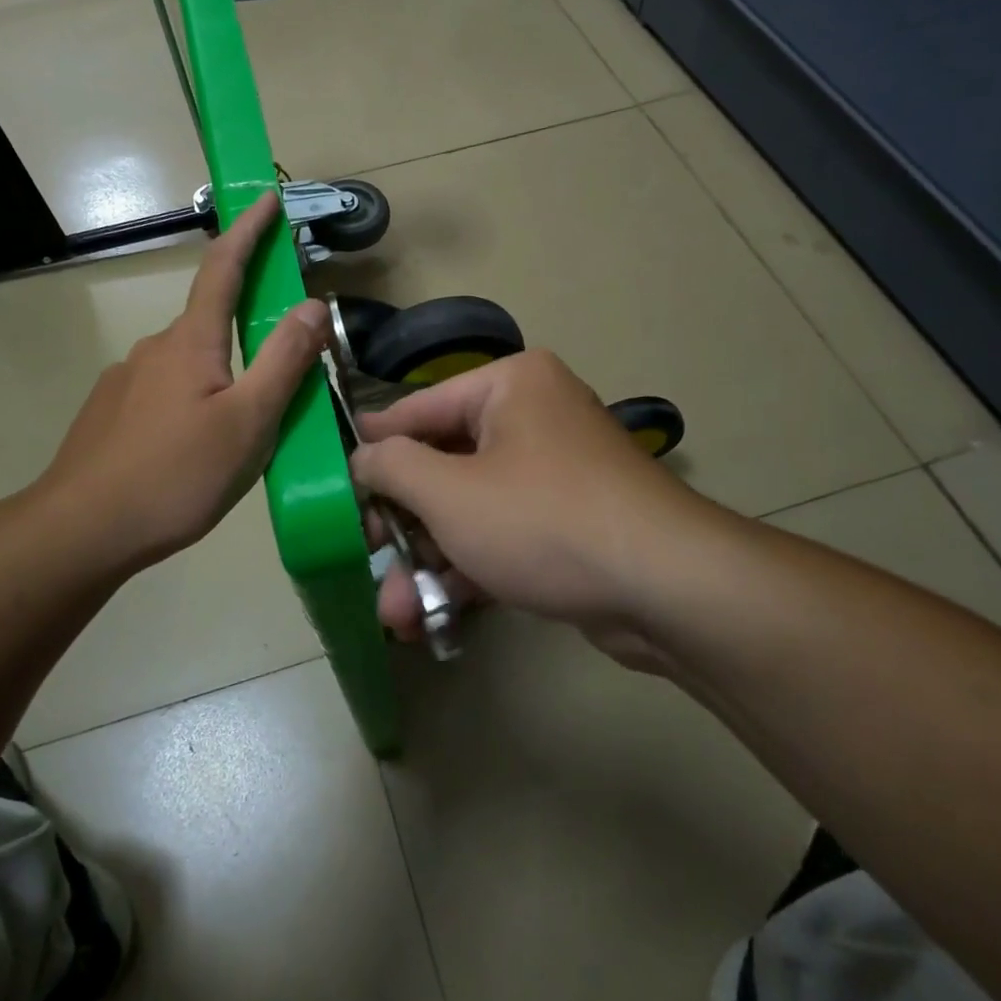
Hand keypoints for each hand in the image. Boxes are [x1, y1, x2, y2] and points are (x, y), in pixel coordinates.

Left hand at [33, 191, 329, 578]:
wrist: (81, 530)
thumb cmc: (176, 475)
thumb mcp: (249, 422)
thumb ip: (284, 361)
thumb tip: (313, 304)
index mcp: (191, 341)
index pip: (223, 267)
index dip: (249, 231)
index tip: (268, 199)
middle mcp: (155, 348)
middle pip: (210, 320)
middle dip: (248, 327)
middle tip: (283, 372)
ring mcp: (126, 381)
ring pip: (190, 364)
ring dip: (223, 375)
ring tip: (244, 430)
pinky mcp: (111, 413)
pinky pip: (166, 392)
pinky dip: (195, 401)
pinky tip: (198, 448)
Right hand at [351, 351, 715, 673]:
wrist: (666, 589)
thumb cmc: (543, 520)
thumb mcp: (450, 492)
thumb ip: (393, 468)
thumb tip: (362, 456)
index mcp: (509, 385)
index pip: (419, 408)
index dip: (374, 444)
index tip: (334, 474)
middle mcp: (533, 418)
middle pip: (444, 464)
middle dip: (402, 524)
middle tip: (363, 556)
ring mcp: (553, 474)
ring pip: (470, 509)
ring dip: (429, 559)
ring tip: (393, 612)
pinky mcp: (567, 524)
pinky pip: (502, 536)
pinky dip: (468, 570)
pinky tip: (430, 615)